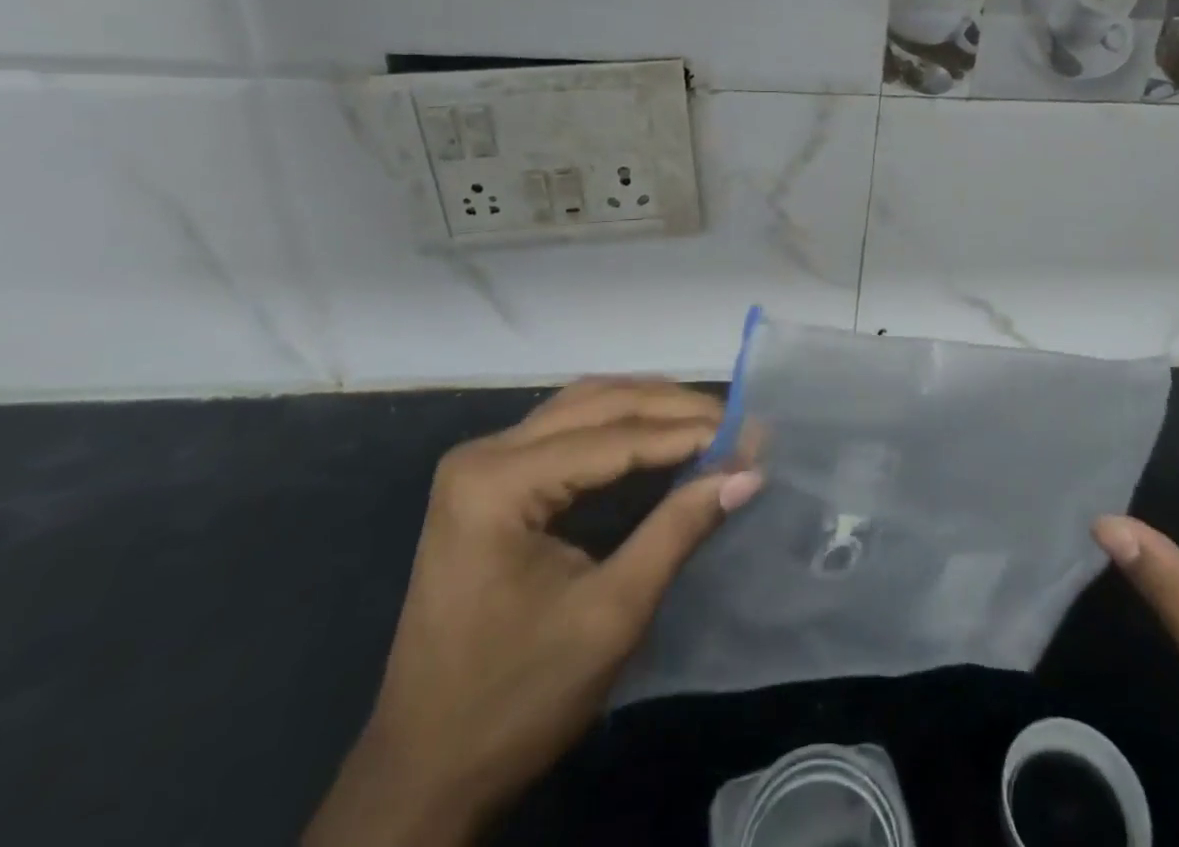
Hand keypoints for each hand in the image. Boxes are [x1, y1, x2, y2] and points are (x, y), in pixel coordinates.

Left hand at [304, 378, 760, 846]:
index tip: (753, 434)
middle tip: (740, 422)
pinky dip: (621, 423)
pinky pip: (568, 428)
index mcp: (498, 482)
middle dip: (674, 409)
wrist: (424, 773)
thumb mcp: (612, 615)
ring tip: (710, 420)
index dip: (690, 433)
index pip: (615, 437)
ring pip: (584, 405)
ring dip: (650, 407)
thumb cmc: (517, 700)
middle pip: (598, 404)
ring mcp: (482, 463)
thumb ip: (679, 530)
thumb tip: (749, 472)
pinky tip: (660, 432)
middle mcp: (484, 453)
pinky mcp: (489, 480)